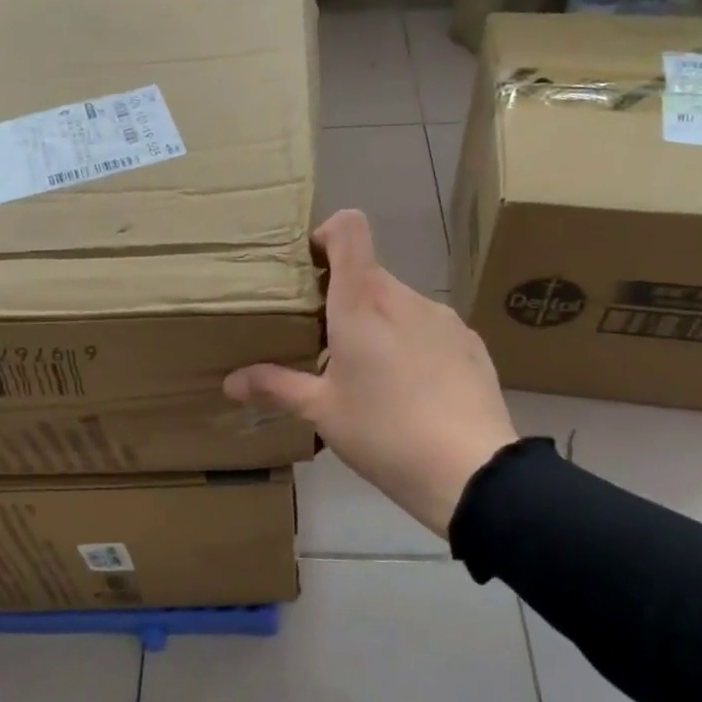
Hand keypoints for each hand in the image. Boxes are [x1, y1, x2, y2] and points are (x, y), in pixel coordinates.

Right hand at [225, 209, 515, 536]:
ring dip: (379, 324)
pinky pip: (430, 328)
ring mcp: (443, 318)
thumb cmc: (383, 433)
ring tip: (372, 377)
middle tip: (326, 345)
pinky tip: (413, 392)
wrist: (471, 471)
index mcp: (362, 302)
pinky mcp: (471, 342)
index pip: (349, 229)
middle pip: (368, 274)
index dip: (327, 234)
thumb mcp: (322, 412)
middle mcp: (404, 297)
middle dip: (343, 299)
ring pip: (399, 303)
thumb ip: (275, 387)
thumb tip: (230, 382)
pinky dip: (413, 344)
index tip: (310, 269)